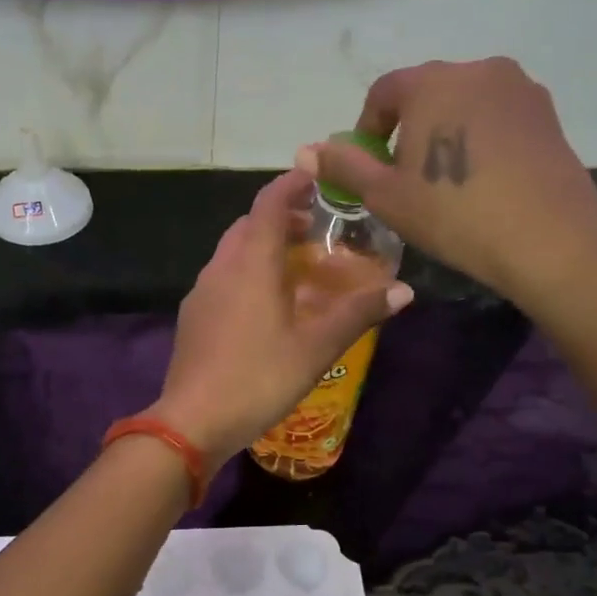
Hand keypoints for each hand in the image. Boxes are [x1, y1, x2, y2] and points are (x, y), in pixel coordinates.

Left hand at [150, 169, 412, 470]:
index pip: (270, 204)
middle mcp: (221, 267)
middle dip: (281, 217)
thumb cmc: (258, 377)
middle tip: (316, 228)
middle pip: (249, 225)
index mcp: (251, 263)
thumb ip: (358, 314)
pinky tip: (266, 304)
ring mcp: (201, 291)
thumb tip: (404, 291)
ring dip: (263, 246)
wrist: (192, 421)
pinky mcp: (193, 316)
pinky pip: (223, 277)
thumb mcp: (316, 347)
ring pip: (233, 251)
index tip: (316, 174)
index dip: (292, 183)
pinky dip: (247, 272)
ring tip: (297, 266)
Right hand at [304, 57, 596, 308]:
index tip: (373, 166)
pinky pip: (498, 115)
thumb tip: (305, 150)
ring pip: (465, 102)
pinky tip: (484, 177)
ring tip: (448, 178)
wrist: (547, 237)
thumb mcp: (386, 195)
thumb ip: (345, 166)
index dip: (369, 128)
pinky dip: (481, 136)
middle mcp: (476, 69)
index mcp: (431, 82)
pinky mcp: (547, 111)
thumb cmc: (453, 213)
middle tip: (409, 176)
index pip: (384, 92)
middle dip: (410, 127)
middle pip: (427, 92)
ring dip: (447, 130)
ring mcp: (518, 87)